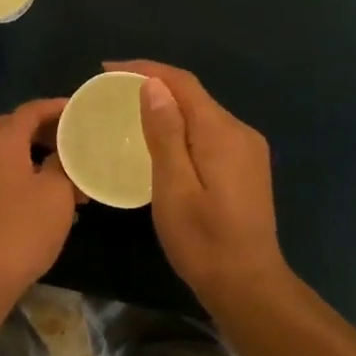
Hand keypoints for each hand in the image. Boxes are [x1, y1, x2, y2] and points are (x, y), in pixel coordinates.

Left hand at [0, 98, 80, 295]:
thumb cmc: (22, 228)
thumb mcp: (57, 192)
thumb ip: (63, 164)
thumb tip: (61, 155)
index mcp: (1, 141)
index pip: (31, 110)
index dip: (58, 107)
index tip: (82, 111)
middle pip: (15, 128)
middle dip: (46, 131)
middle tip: (75, 140)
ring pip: (7, 154)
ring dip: (35, 156)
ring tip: (67, 173)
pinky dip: (22, 174)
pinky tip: (45, 197)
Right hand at [105, 61, 290, 309]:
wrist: (248, 285)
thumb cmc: (203, 241)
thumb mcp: (174, 187)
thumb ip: (165, 134)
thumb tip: (153, 86)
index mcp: (222, 132)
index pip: (183, 83)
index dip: (145, 70)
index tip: (107, 70)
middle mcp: (240, 132)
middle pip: (194, 96)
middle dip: (154, 85)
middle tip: (112, 93)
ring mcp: (248, 150)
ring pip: (202, 114)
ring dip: (168, 106)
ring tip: (129, 112)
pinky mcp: (246, 167)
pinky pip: (209, 133)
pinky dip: (182, 127)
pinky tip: (161, 140)